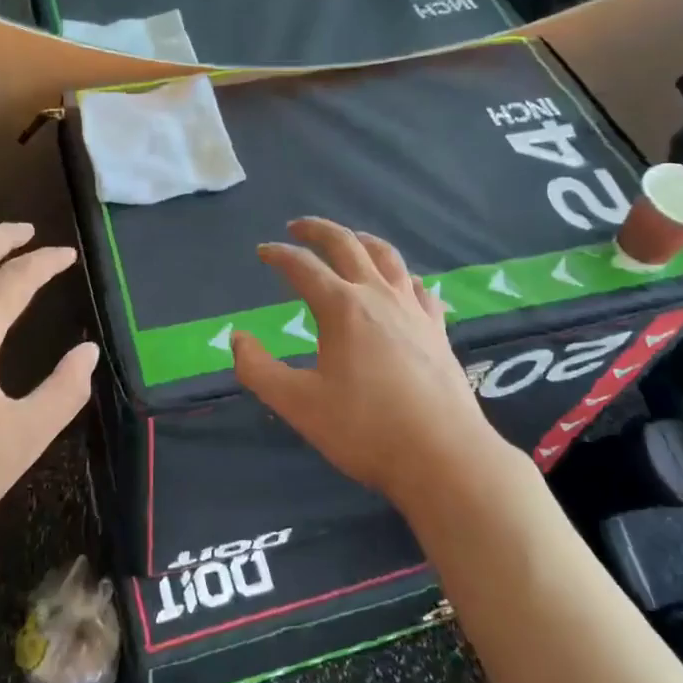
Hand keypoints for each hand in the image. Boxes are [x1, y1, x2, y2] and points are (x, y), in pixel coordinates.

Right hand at [232, 218, 502, 504]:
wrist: (443, 455)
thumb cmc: (365, 429)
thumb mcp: (298, 404)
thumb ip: (258, 369)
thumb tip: (238, 339)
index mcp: (342, 307)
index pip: (303, 267)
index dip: (279, 255)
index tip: (263, 252)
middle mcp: (378, 296)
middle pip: (347, 245)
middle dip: (319, 230)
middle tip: (298, 227)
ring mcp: (413, 310)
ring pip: (387, 258)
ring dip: (362, 241)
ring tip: (349, 240)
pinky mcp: (437, 329)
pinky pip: (417, 287)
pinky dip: (401, 275)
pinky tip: (400, 285)